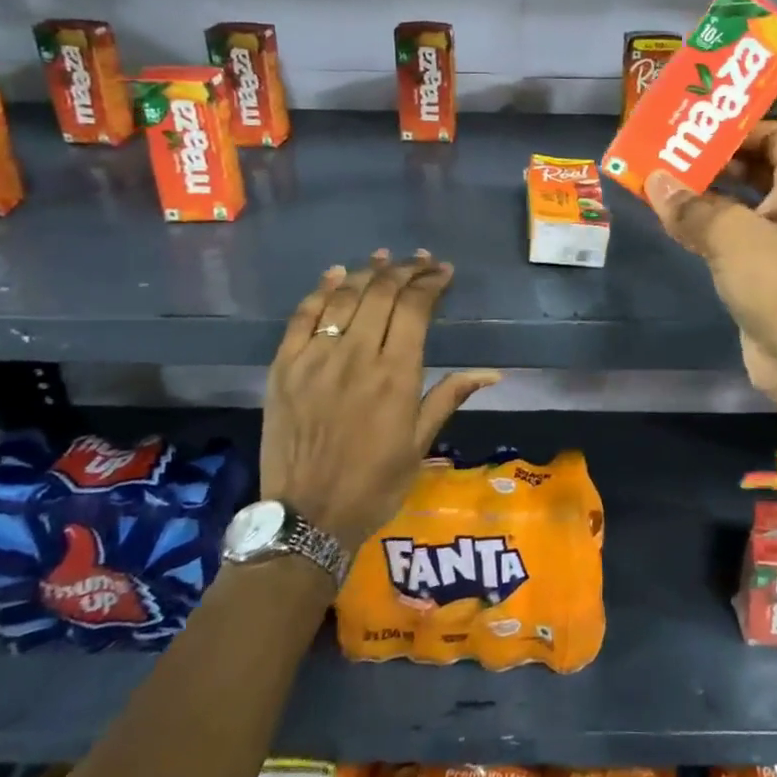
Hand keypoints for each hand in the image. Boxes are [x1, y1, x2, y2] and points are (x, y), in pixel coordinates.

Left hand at [261, 249, 499, 553]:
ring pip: (344, 297)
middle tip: (419, 262)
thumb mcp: (420, 444)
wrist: (307, 518)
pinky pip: (301, 316)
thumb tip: (492, 372)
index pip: (415, 308)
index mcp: (395, 375)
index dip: (430, 283)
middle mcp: (356, 356)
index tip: (443, 272)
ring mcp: (315, 358)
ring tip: (384, 258)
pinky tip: (335, 274)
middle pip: (381, 293)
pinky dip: (320, 290)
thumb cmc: (374, 484)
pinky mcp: (284, 367)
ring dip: (367, 272)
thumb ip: (449, 397)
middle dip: (404, 270)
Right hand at [645, 123, 776, 453]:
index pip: (773, 132)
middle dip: (713, 158)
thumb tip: (655, 180)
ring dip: (706, 195)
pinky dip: (710, 228)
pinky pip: (737, 238)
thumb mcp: (733, 236)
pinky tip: (674, 224)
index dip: (734, 126)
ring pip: (744, 203)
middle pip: (756, 165)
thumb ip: (691, 205)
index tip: (689, 124)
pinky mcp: (772, 274)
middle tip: (665, 151)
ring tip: (660, 182)